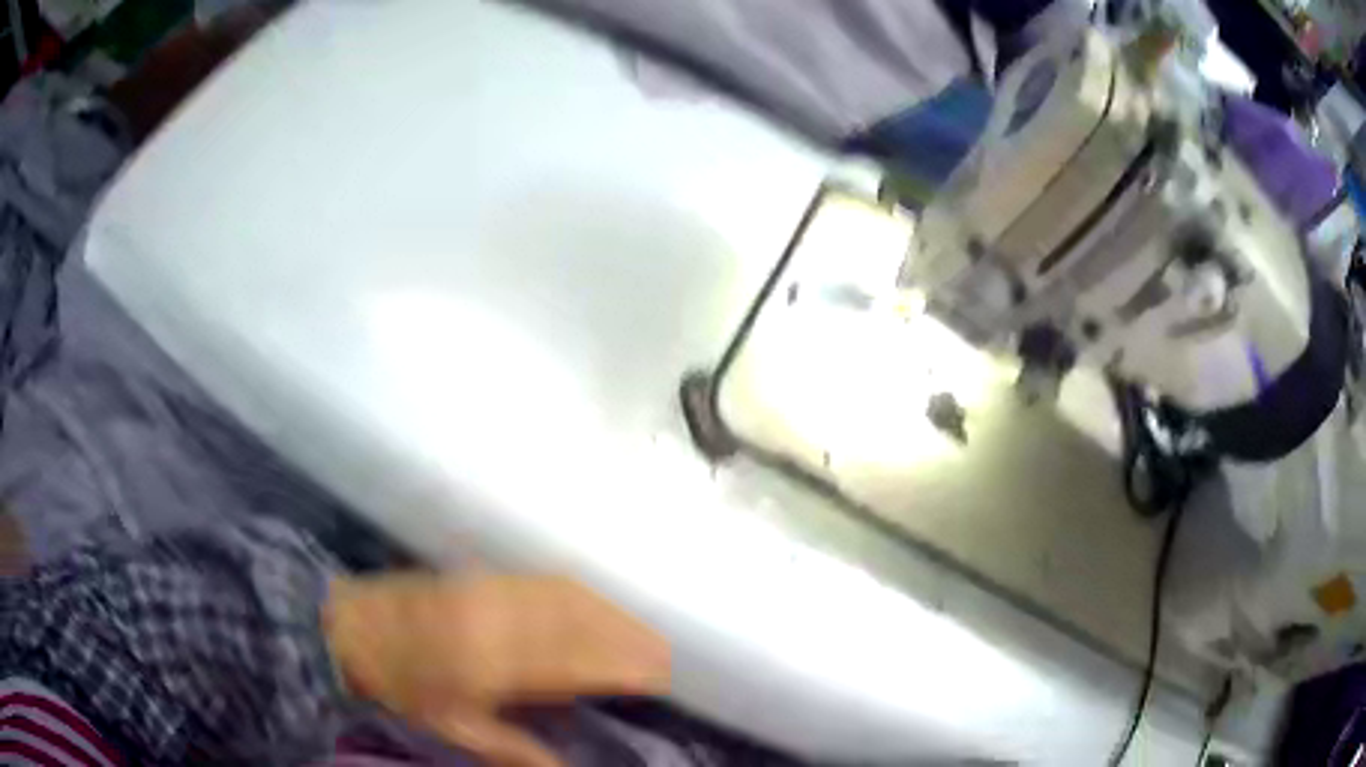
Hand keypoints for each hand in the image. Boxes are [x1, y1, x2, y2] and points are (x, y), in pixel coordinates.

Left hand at [324, 573, 669, 766]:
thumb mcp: (456, 728)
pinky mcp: (482, 576)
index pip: (576, 662)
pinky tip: (593, 601)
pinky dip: (578, 593)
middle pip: (579, 624)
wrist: (353, 628)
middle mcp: (502, 620)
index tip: (659, 674)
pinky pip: (543, 581)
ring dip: (609, 612)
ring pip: (566, 598)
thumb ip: (514, 749)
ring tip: (641, 629)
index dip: (622, 666)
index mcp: (495, 662)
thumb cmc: (404, 688)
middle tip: (663, 652)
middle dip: (626, 636)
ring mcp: (492, 591)